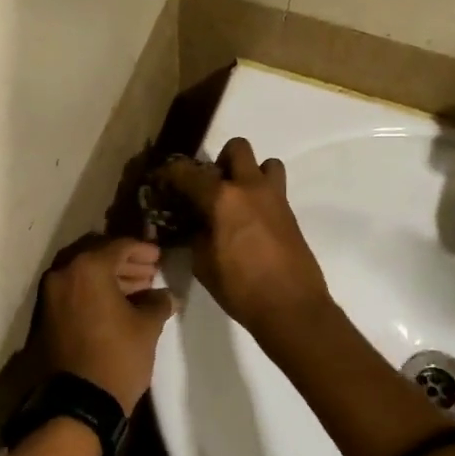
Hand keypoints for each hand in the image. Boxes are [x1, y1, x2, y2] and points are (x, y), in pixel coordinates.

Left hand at [39, 237, 174, 413]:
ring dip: (111, 278)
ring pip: (84, 275)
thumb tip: (166, 295)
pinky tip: (118, 305)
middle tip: (150, 272)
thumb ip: (158, 302)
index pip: (119, 246)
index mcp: (87, 268)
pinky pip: (74, 293)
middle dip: (126, 263)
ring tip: (139, 290)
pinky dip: (95, 293)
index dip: (143, 249)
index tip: (160, 257)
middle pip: (98, 256)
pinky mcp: (46, 317)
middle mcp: (63, 273)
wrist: (78, 403)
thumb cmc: (117, 357)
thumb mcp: (147, 327)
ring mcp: (50, 295)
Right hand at [160, 139, 330, 334]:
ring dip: (249, 173)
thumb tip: (195, 225)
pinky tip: (250, 222)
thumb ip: (195, 236)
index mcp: (222, 198)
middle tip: (210, 188)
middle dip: (220, 161)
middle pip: (236, 148)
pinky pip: (274, 188)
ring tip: (237, 200)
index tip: (162, 180)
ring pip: (265, 162)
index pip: (188, 172)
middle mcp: (250, 187)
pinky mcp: (290, 212)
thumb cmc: (240, 288)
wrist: (292, 307)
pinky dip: (260, 195)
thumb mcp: (203, 264)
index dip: (170, 173)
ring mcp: (275, 197)